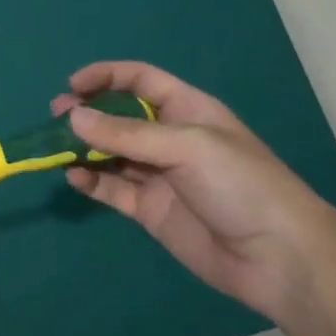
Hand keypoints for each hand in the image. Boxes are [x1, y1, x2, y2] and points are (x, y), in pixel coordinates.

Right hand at [55, 62, 335, 320]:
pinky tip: (74, 179)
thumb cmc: (241, 185)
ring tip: (55, 150)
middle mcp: (169, 139)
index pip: (140, 81)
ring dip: (82, 149)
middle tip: (56, 119)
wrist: (279, 258)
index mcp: (188, 110)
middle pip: (119, 117)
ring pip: (110, 154)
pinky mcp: (151, 211)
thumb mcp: (186, 146)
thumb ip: (126, 133)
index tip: (72, 86)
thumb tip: (73, 117)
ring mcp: (159, 176)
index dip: (106, 77)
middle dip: (87, 114)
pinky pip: (112, 189)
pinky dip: (90, 182)